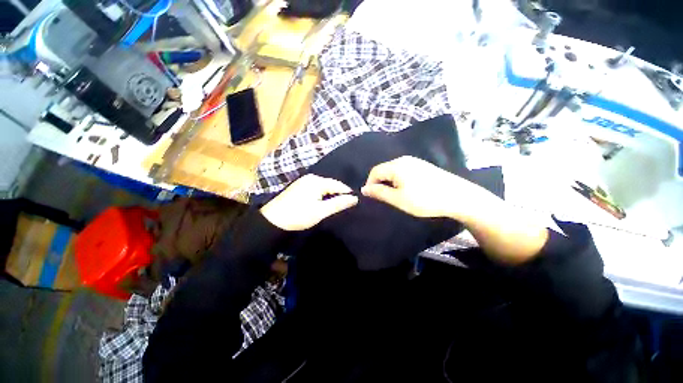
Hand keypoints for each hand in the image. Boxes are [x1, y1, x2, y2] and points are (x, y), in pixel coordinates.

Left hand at [260, 174, 358, 230]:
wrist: (273, 221)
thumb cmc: (298, 215)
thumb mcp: (320, 211)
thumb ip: (338, 204)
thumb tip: (355, 198)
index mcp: (317, 181)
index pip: (338, 185)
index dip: (348, 193)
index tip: (356, 202)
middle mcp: (311, 178)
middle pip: (331, 185)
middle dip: (339, 194)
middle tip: (347, 205)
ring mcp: (304, 181)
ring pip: (324, 187)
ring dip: (331, 195)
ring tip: (338, 205)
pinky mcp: (299, 187)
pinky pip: (317, 189)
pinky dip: (323, 195)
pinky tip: (324, 202)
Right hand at [361, 156, 492, 220]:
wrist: (458, 197)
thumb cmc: (424, 199)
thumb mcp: (398, 199)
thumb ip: (379, 193)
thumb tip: (364, 189)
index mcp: (396, 165)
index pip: (374, 171)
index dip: (370, 184)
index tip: (372, 197)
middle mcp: (404, 159)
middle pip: (384, 170)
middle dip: (380, 183)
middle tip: (384, 198)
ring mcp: (415, 161)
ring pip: (394, 171)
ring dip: (390, 182)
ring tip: (395, 196)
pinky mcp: (423, 166)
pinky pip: (403, 171)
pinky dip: (399, 180)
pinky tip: (408, 190)